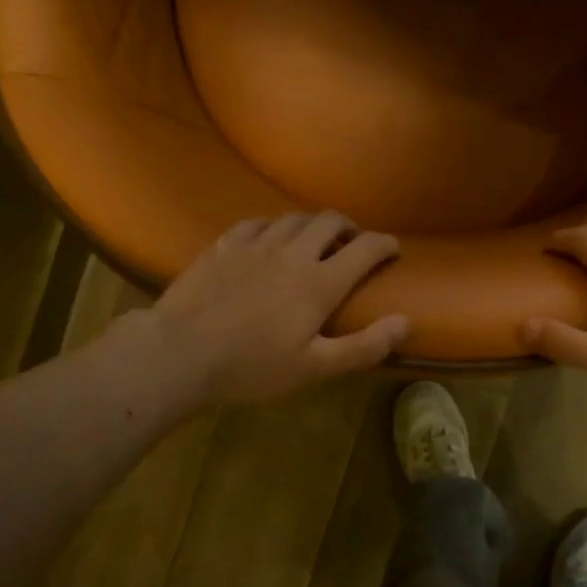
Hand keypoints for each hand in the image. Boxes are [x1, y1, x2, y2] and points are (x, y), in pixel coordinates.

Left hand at [142, 212, 408, 404]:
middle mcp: (292, 253)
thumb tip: (406, 321)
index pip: (365, 249)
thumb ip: (365, 346)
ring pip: (293, 218)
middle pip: (329, 221)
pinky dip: (274, 226)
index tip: (394, 249)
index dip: (385, 244)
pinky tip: (270, 239)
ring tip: (315, 241)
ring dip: (313, 225)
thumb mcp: (315, 367)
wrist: (180, 353)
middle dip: (349, 228)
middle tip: (353, 244)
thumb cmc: (253, 367)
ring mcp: (254, 245)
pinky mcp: (223, 246)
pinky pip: (256, 223)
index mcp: (320, 283)